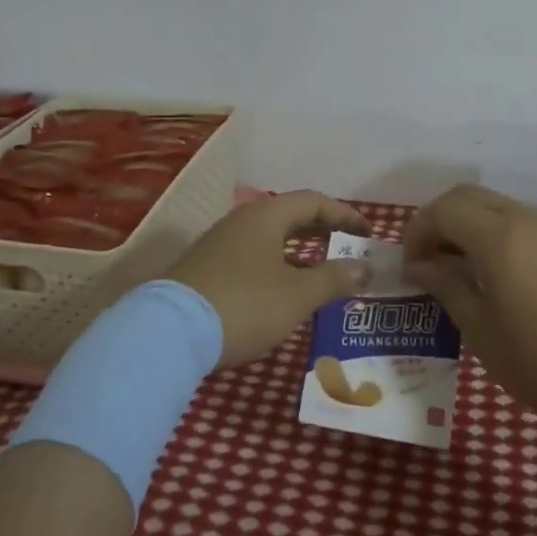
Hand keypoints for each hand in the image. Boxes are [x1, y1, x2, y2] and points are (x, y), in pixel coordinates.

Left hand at [165, 191, 372, 368]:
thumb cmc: (244, 305)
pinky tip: (281, 290)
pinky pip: (252, 255)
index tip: (367, 233)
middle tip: (347, 249)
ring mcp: (219, 244)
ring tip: (320, 272)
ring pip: (269, 237)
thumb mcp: (297, 295)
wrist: (169, 333)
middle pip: (289, 216)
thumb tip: (364, 267)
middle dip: (322, 231)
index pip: (313, 201)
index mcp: (265, 216)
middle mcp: (241, 221)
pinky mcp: (205, 268)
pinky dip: (276, 264)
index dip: (344, 215)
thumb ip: (334, 278)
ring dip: (298, 250)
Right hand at [402, 183, 536, 429]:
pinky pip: (523, 222)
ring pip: (497, 205)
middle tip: (429, 261)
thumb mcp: (481, 331)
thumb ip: (447, 287)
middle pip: (468, 196)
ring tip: (461, 270)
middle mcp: (526, 219)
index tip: (410, 267)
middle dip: (440, 220)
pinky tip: (500, 275)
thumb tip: (421, 265)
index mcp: (499, 237)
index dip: (418, 231)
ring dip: (469, 225)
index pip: (443, 209)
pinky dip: (497, 233)